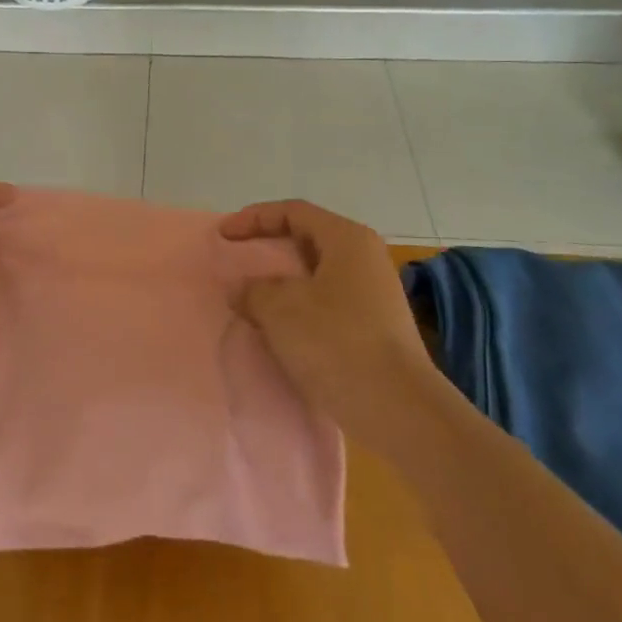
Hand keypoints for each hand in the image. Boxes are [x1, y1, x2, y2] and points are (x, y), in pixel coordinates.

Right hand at [219, 200, 436, 448]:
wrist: (398, 409)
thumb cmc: (336, 342)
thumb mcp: (280, 309)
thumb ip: (252, 290)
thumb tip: (243, 290)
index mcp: (347, 239)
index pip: (293, 212)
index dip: (253, 219)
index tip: (223, 236)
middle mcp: (365, 258)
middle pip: (307, 239)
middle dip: (268, 248)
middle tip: (236, 261)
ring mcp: (374, 294)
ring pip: (316, 274)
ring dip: (281, 282)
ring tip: (251, 297)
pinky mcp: (374, 327)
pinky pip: (326, 302)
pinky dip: (298, 307)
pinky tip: (279, 329)